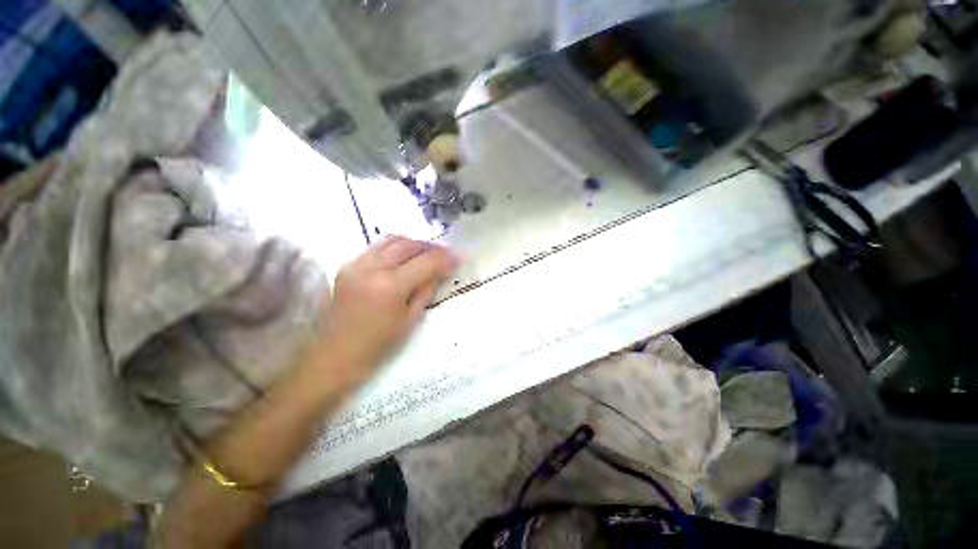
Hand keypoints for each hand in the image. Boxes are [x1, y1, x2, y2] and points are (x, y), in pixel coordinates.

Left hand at [312, 236, 456, 384]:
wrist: (333, 357)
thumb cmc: (378, 346)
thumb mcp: (411, 319)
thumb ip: (427, 289)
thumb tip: (440, 271)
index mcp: (391, 285)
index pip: (426, 261)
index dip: (445, 258)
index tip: (458, 258)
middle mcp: (372, 267)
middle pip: (409, 245)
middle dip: (431, 248)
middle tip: (445, 255)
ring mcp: (356, 264)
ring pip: (392, 240)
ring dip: (413, 244)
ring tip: (426, 254)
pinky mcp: (347, 266)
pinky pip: (376, 248)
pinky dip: (395, 248)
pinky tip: (403, 258)